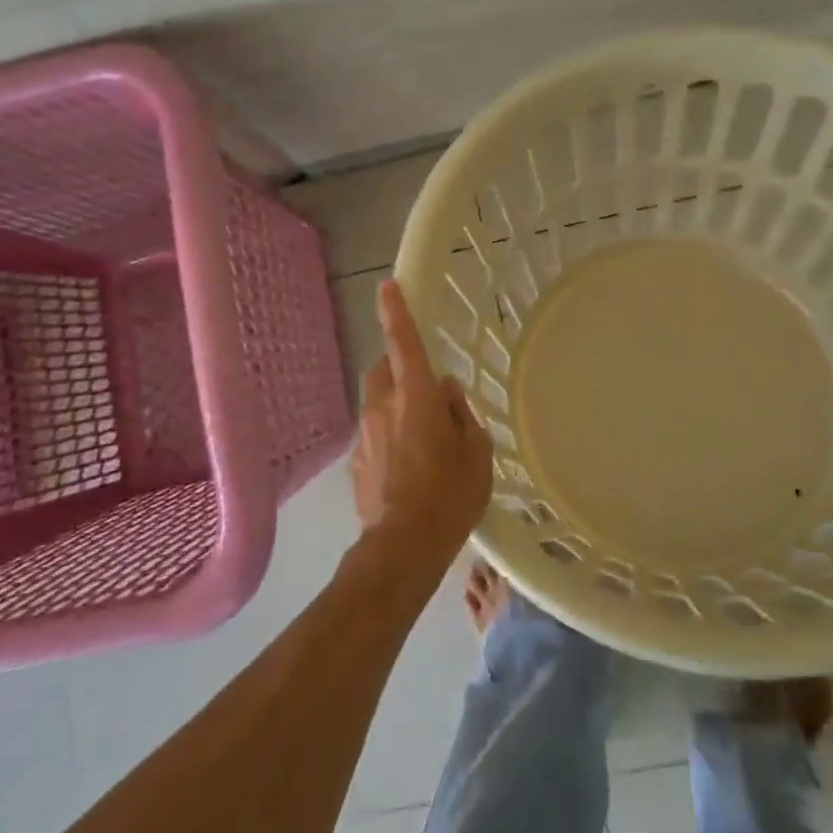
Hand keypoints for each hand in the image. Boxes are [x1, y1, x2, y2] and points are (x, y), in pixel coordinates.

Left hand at [351, 280, 493, 564]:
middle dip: (398, 367)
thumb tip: (446, 393)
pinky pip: (373, 434)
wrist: (403, 547)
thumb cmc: (450, 495)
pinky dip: (388, 436)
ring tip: (421, 438)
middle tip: (424, 389)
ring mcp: (365, 435)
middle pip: (383, 369)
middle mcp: (383, 407)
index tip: (387, 285)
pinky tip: (407, 467)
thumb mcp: (476, 451)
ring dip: (395, 405)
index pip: (404, 343)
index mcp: (416, 397)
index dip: (396, 312)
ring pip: (376, 403)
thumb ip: (461, 414)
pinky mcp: (356, 462)